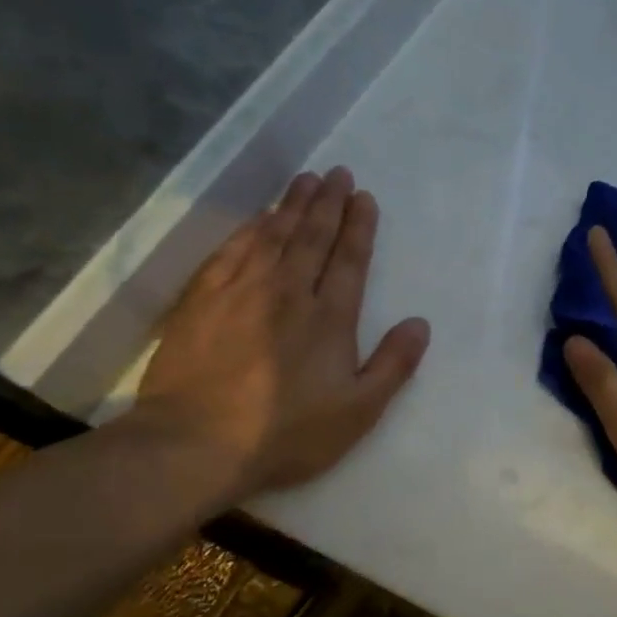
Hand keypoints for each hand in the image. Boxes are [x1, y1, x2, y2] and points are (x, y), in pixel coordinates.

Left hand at [135, 166, 430, 502]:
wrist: (196, 444)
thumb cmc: (288, 433)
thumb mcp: (359, 411)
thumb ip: (393, 364)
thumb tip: (419, 323)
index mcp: (329, 318)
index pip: (349, 259)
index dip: (359, 226)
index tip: (364, 196)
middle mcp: (287, 292)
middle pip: (311, 236)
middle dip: (328, 202)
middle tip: (337, 172)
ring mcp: (240, 292)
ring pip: (272, 235)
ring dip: (291, 204)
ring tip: (305, 180)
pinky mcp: (202, 301)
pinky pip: (231, 251)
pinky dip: (248, 229)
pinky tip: (257, 219)